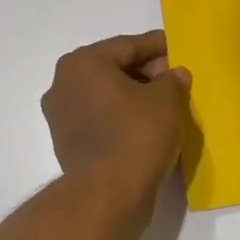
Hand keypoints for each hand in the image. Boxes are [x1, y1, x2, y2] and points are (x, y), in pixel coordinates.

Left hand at [43, 31, 191, 191]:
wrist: (108, 193)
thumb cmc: (137, 134)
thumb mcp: (166, 99)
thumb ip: (172, 79)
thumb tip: (175, 74)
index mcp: (84, 63)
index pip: (129, 45)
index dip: (158, 46)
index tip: (178, 48)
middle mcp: (63, 83)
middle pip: (113, 68)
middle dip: (145, 71)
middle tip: (174, 79)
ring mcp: (60, 115)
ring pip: (106, 94)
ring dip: (133, 94)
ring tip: (164, 103)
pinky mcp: (67, 141)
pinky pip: (100, 117)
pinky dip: (121, 115)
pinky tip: (146, 124)